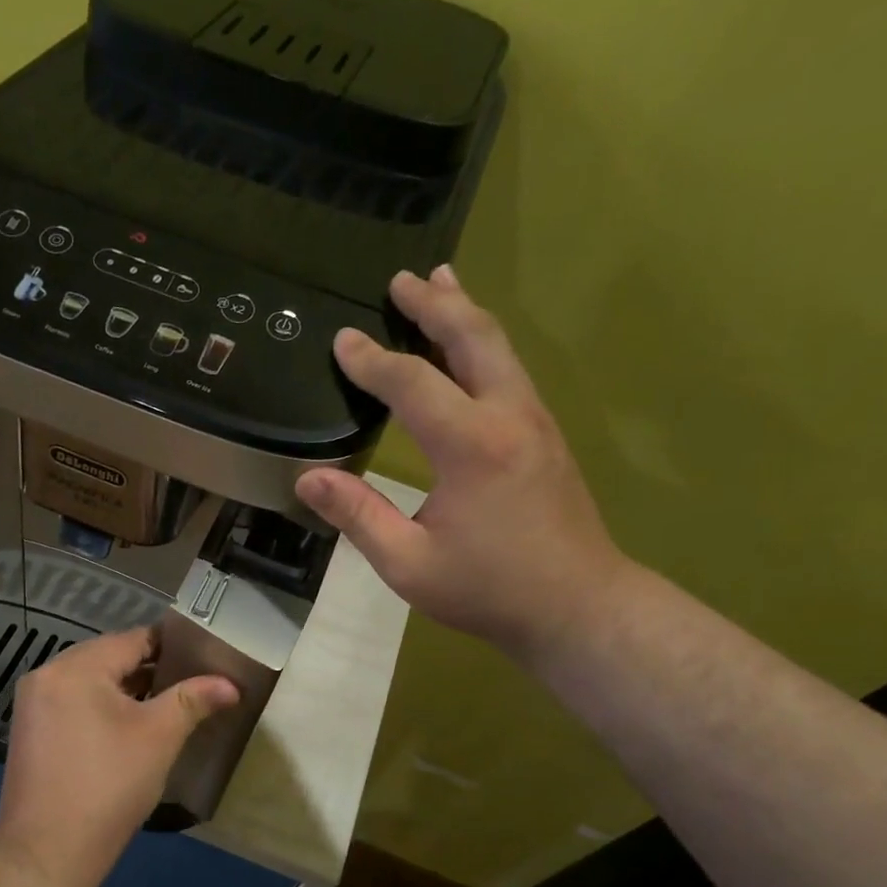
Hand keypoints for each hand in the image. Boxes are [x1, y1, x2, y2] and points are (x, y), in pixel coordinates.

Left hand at [0, 628, 238, 886]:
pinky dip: (102, 706)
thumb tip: (231, 684)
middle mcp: (47, 674)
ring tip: (167, 703)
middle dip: (151, 668)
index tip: (204, 656)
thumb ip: (193, 700)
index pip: (133, 639)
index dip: (172, 645)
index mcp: (75, 667)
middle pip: (109, 657)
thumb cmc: (109, 786)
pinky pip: (74, 703)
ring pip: (91, 681)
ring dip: (127, 689)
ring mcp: (33, 704)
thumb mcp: (159, 737)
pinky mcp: (30, 731)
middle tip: (191, 681)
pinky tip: (129, 726)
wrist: (47, 852)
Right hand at [296, 265, 630, 660]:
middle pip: (471, 338)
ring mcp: (535, 422)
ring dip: (464, 313)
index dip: (372, 360)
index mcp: (470, 446)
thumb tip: (308, 480)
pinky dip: (483, 343)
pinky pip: (510, 370)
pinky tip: (470, 347)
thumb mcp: (408, 563)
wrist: (578, 607)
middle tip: (400, 279)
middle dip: (433, 304)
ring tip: (439, 282)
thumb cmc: (488, 590)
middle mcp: (508, 416)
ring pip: (499, 347)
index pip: (412, 382)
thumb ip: (358, 516)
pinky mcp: (546, 435)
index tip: (342, 340)